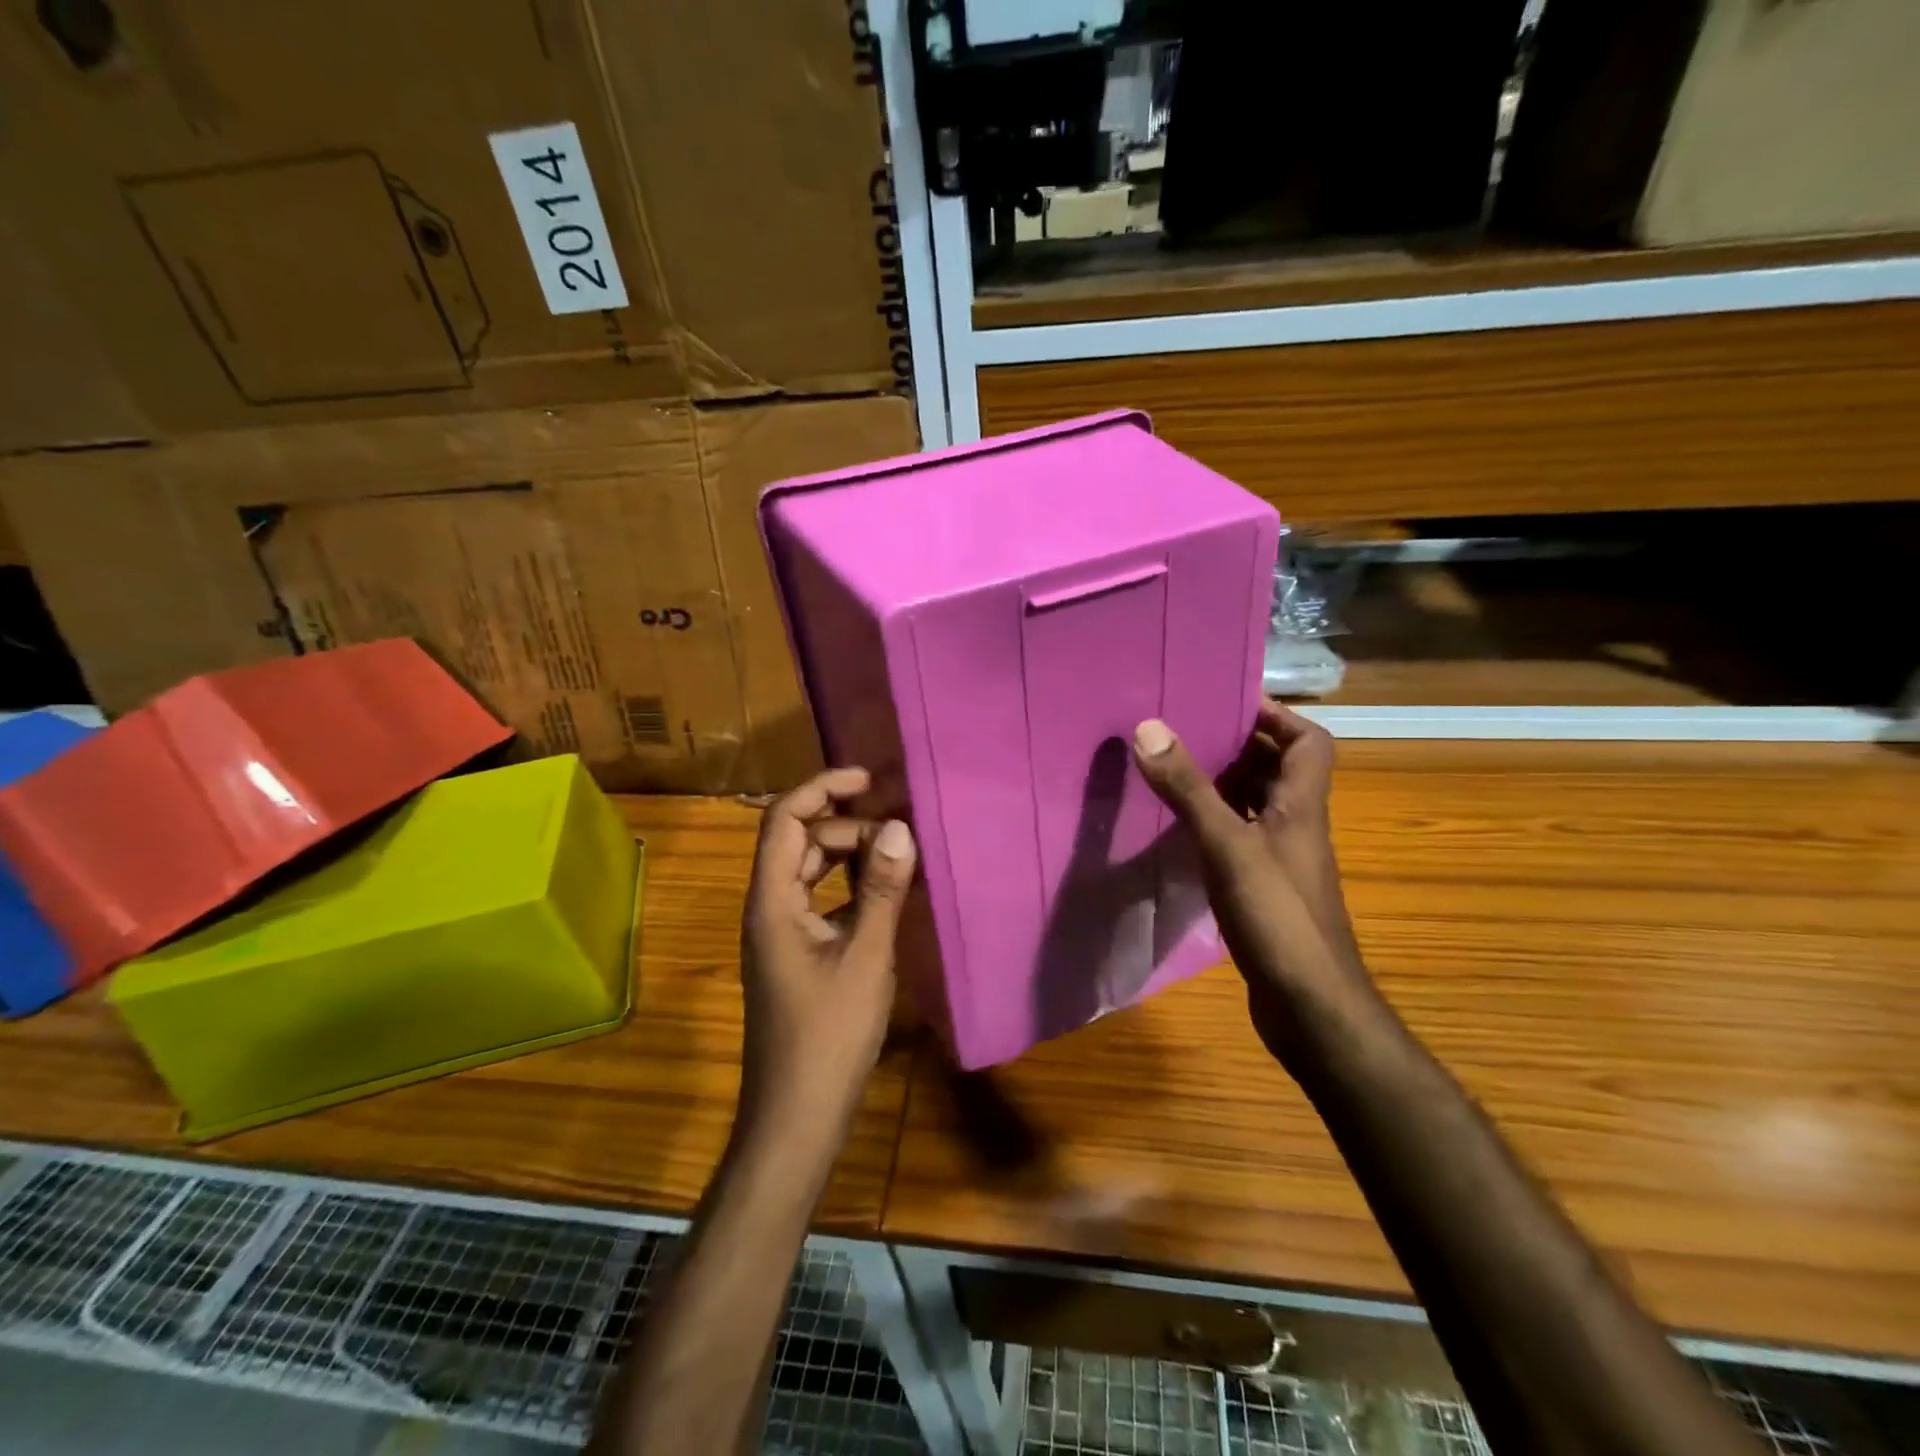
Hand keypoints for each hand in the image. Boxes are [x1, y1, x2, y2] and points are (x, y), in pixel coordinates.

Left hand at [738, 766, 917, 1156]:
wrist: (797, 1116)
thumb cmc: (828, 1036)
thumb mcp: (865, 957)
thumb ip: (881, 890)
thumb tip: (900, 827)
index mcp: (771, 901)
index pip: (783, 819)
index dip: (821, 788)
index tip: (869, 779)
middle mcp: (769, 908)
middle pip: (800, 841)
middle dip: (847, 825)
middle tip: (900, 833)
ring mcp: (782, 933)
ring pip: (812, 871)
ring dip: (851, 855)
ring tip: (899, 855)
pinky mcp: (798, 954)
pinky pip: (822, 901)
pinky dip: (852, 888)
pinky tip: (888, 896)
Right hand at [1132, 701, 1374, 1063]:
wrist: (1311, 1006)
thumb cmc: (1277, 917)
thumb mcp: (1228, 846)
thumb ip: (1190, 789)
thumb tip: (1149, 727)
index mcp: (1301, 806)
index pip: (1310, 742)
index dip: (1277, 716)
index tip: (1227, 702)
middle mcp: (1297, 826)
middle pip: (1279, 769)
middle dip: (1239, 745)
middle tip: (1186, 731)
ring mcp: (1282, 861)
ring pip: (1257, 805)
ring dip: (1225, 784)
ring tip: (1175, 770)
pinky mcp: (1265, 890)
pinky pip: (1241, 839)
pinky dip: (1216, 825)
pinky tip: (1181, 830)